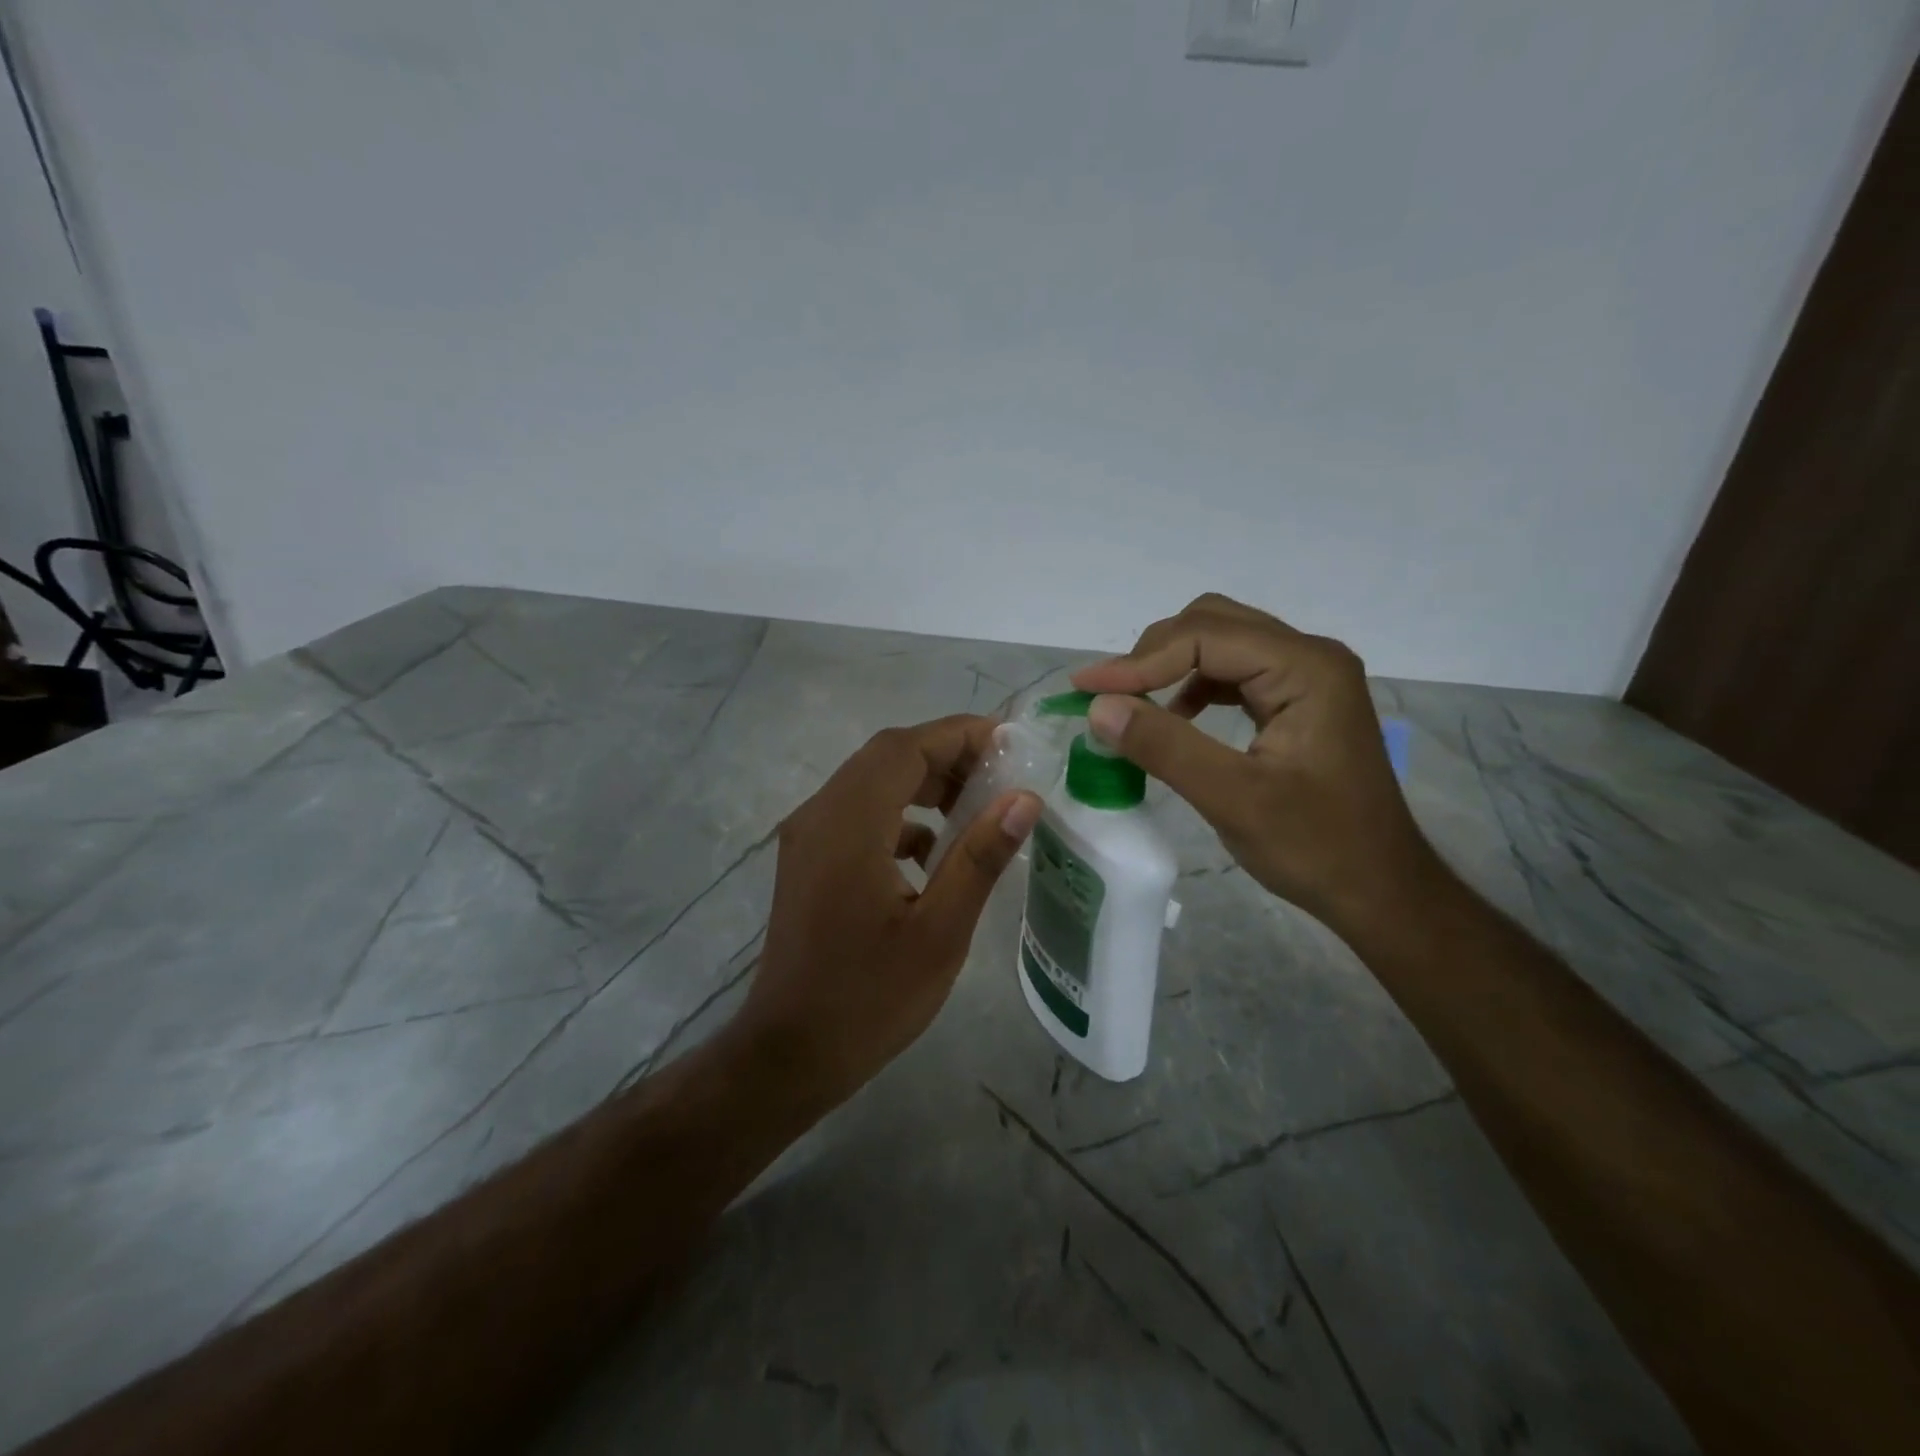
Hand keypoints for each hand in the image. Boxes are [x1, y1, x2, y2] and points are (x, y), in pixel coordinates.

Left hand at [736, 715, 1042, 1111]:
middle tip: (1000, 774)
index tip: (1010, 742)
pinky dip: (900, 815)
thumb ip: (979, 857)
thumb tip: (1024, 798)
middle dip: (946, 755)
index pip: (905, 748)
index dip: (959, 734)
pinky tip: (932, 851)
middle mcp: (819, 815)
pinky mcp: (809, 859)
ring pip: (871, 782)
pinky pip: (859, 814)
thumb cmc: (869, 998)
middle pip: (886, 757)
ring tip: (976, 806)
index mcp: (848, 824)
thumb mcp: (939, 931)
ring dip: (922, 783)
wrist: (790, 1053)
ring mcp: (808, 836)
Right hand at [1072, 594, 1440, 933]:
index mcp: (1306, 669)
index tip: (1084, 691)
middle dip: (1152, 655)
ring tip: (1131, 705)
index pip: (1205, 637)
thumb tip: (1098, 707)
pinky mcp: (1298, 700)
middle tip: (1107, 696)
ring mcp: (1307, 676)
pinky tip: (1175, 718)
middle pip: (1212, 624)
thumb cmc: (1317, 848)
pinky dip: (1192, 685)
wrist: (1380, 889)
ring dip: (1169, 666)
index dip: (1138, 662)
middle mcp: (1309, 657)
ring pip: (1220, 643)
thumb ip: (1165, 748)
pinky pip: (1233, 672)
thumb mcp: (1234, 800)